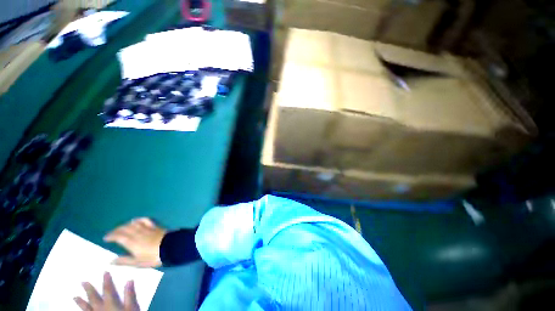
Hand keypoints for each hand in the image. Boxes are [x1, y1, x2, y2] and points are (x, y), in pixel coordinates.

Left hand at [74, 272, 138, 310]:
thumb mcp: (133, 308)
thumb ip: (130, 295)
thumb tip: (129, 280)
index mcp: (111, 304)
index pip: (108, 290)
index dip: (106, 280)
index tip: (105, 272)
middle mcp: (101, 309)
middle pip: (94, 298)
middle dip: (89, 290)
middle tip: (82, 282)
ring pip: (86, 308)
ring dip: (81, 302)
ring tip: (75, 297)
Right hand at [104, 218, 166, 267]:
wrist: (171, 247)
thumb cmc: (153, 257)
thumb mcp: (138, 263)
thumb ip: (124, 261)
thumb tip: (110, 261)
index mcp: (132, 243)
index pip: (119, 237)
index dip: (111, 236)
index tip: (106, 238)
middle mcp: (138, 233)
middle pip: (125, 229)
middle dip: (116, 230)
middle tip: (112, 233)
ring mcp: (147, 229)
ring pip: (133, 224)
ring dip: (125, 225)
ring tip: (121, 228)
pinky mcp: (154, 226)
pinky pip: (145, 220)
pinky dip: (138, 220)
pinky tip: (135, 220)